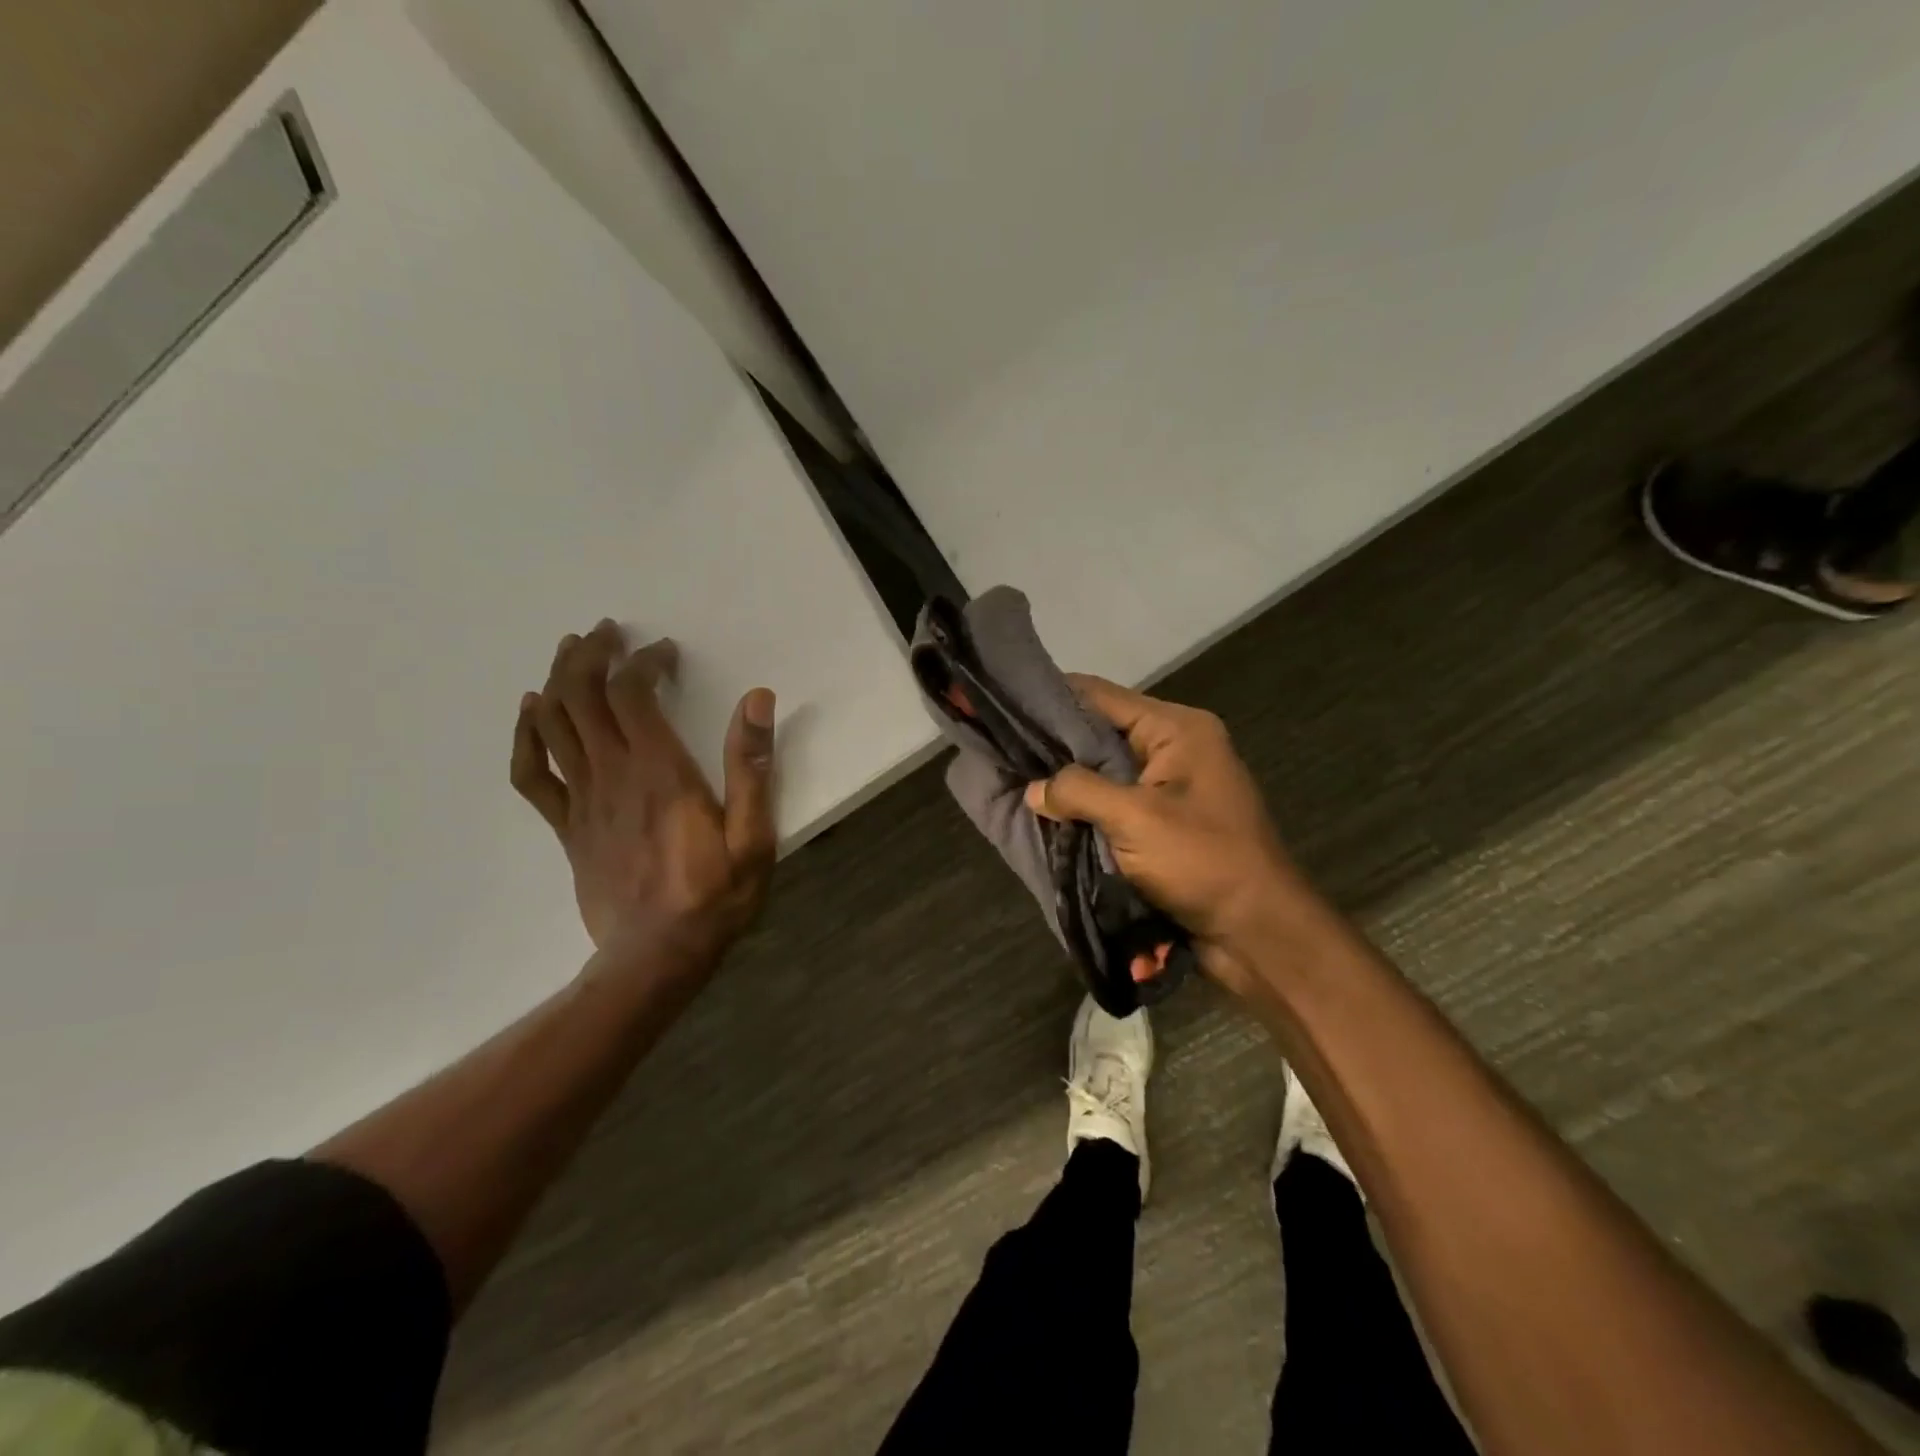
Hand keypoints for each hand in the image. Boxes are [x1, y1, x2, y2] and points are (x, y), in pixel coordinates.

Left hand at [510, 620, 777, 976]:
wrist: (656, 958)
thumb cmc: (715, 896)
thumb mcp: (753, 836)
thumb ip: (752, 767)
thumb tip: (756, 699)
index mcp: (660, 772)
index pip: (633, 694)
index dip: (643, 661)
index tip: (665, 652)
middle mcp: (613, 776)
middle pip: (582, 697)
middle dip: (591, 655)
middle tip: (606, 632)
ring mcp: (582, 802)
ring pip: (553, 724)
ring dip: (558, 680)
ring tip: (572, 652)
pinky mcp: (566, 828)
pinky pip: (531, 774)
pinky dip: (525, 736)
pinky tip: (530, 712)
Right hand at [1026, 675, 1312, 985]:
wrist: (1260, 932)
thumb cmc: (1203, 862)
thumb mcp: (1135, 819)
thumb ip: (1078, 792)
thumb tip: (1033, 790)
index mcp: (1177, 729)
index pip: (1101, 696)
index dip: (1050, 699)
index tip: (1004, 707)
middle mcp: (1174, 748)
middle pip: (1101, 732)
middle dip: (1054, 745)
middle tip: (1001, 750)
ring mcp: (1171, 787)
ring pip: (1105, 771)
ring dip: (1068, 781)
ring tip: (1014, 780)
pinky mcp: (1166, 821)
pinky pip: (1116, 803)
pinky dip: (1086, 808)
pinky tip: (1048, 814)